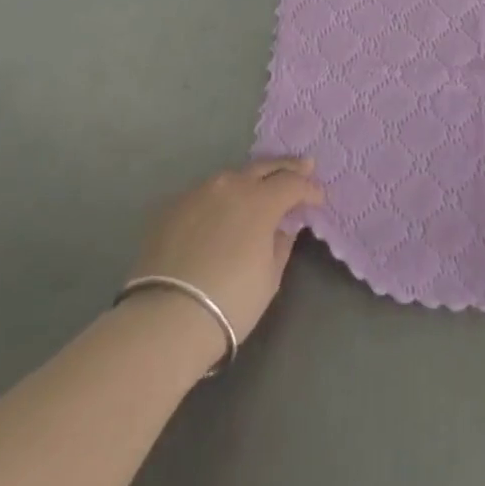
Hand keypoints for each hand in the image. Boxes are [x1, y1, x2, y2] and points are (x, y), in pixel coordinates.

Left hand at [126, 158, 323, 342]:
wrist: (166, 319)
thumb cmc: (230, 302)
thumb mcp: (269, 278)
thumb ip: (280, 244)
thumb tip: (283, 227)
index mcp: (260, 200)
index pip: (293, 184)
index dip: (309, 189)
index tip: (318, 198)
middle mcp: (231, 185)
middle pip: (264, 167)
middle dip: (286, 167)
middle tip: (303, 166)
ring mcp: (199, 192)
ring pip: (231, 178)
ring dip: (250, 181)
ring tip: (259, 189)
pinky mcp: (173, 207)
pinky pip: (205, 195)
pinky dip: (220, 199)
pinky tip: (221, 212)